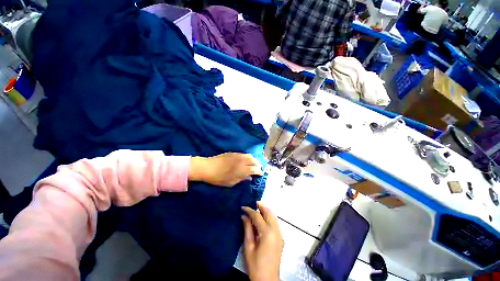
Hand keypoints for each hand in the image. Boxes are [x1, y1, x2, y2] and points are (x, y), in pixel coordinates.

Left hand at [188, 153, 262, 186]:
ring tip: (253, 164)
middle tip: (258, 169)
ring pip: (249, 156)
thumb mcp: (231, 182)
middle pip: (254, 161)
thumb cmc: (219, 178)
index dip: (259, 171)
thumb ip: (242, 179)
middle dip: (258, 165)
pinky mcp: (233, 153)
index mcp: (242, 169)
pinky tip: (245, 160)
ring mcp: (238, 155)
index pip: (255, 169)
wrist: (207, 167)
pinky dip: (247, 157)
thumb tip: (250, 177)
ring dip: (253, 160)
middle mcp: (242, 161)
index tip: (261, 174)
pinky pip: (243, 154)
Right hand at [242, 202, 282, 280]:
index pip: (257, 216)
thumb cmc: (255, 265)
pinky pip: (275, 222)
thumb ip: (247, 229)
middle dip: (260, 206)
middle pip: (269, 212)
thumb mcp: (248, 247)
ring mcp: (279, 234)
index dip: (249, 210)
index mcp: (267, 233)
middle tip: (252, 204)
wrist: (268, 280)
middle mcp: (275, 230)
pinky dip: (268, 217)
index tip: (243, 207)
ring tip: (256, 210)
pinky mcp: (280, 237)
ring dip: (265, 211)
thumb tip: (244, 216)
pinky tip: (262, 219)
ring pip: (273, 216)